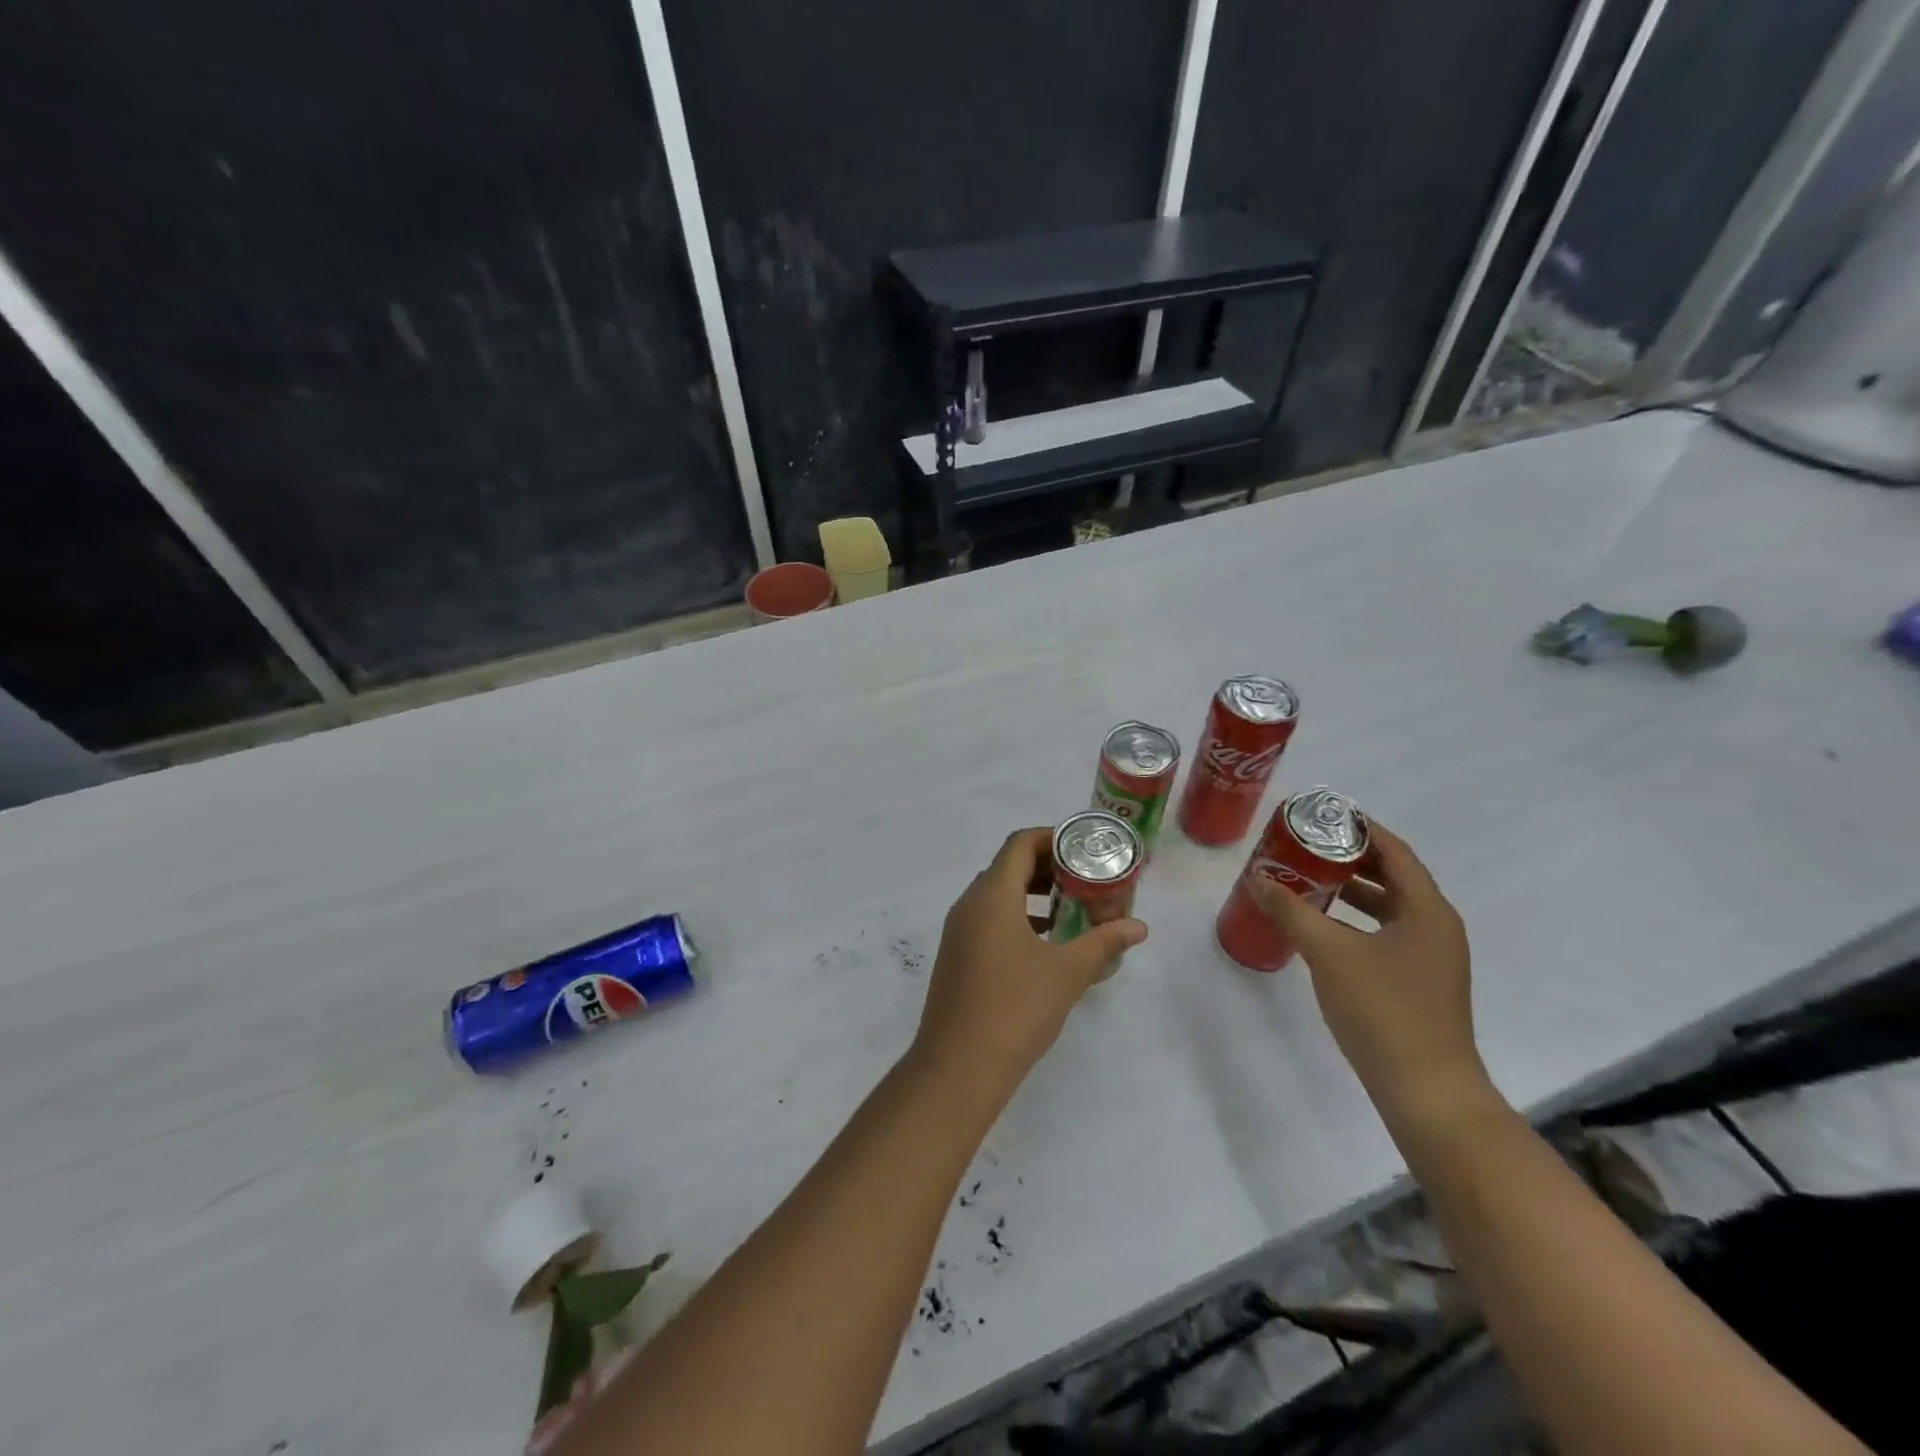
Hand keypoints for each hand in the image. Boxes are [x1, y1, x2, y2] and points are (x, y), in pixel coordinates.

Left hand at [910, 828, 1146, 1100]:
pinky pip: (987, 919)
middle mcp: (969, 905)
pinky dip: (1016, 917)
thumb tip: (1139, 927)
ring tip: (1069, 909)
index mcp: (992, 896)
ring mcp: (958, 931)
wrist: (958, 1067)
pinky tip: (1044, 943)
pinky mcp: (956, 955)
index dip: (1052, 838)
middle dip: (1047, 867)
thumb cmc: (1015, 1010)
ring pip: (996, 894)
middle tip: (1084, 879)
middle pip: (1007, 866)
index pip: (1020, 844)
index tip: (1084, 849)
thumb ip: (1103, 943)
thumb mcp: (1067, 973)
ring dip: (1031, 893)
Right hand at [1250, 822, 1487, 1117]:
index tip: (1321, 814)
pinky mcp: (1419, 982)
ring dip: (1351, 890)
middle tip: (1306, 844)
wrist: (1426, 1091)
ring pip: (1389, 907)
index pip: (1394, 851)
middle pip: (1393, 876)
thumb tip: (1257, 878)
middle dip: (1350, 857)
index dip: (1360, 828)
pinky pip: (1386, 933)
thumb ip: (1291, 911)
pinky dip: (1356, 920)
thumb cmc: (1383, 1010)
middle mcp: (1436, 926)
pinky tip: (1323, 927)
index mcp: (1427, 910)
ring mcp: (1431, 957)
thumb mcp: (1329, 953)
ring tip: (1308, 878)